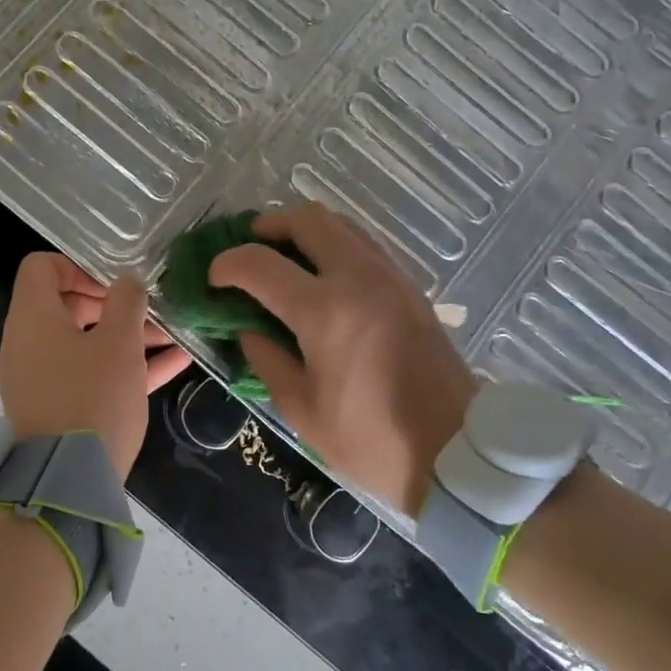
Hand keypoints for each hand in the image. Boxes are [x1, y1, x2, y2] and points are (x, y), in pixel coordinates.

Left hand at [0, 253, 190, 474]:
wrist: (67, 483)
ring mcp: (40, 378)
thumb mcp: (119, 343)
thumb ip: (126, 302)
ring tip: (171, 336)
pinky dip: (122, 365)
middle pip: (66, 305)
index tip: (114, 284)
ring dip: (125, 336)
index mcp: (33, 318)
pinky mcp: (56, 407)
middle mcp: (28, 343)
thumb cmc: (93, 397)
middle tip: (148, 312)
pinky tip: (173, 364)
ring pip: (83, 342)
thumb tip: (127, 282)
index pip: (41, 267)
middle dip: (112, 304)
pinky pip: (88, 373)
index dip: (79, 265)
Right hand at [208, 204, 474, 514]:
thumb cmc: (371, 439)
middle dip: (268, 226)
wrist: (456, 451)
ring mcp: (389, 277)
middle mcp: (358, 278)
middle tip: (250, 249)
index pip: (260, 264)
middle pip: (307, 219)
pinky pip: (364, 244)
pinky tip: (323, 276)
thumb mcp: (302, 410)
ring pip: (341, 224)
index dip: (227, 265)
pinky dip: (334, 245)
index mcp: (324, 311)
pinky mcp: (410, 287)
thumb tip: (249, 328)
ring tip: (284, 258)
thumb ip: (267, 359)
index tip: (214, 279)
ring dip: (304, 230)